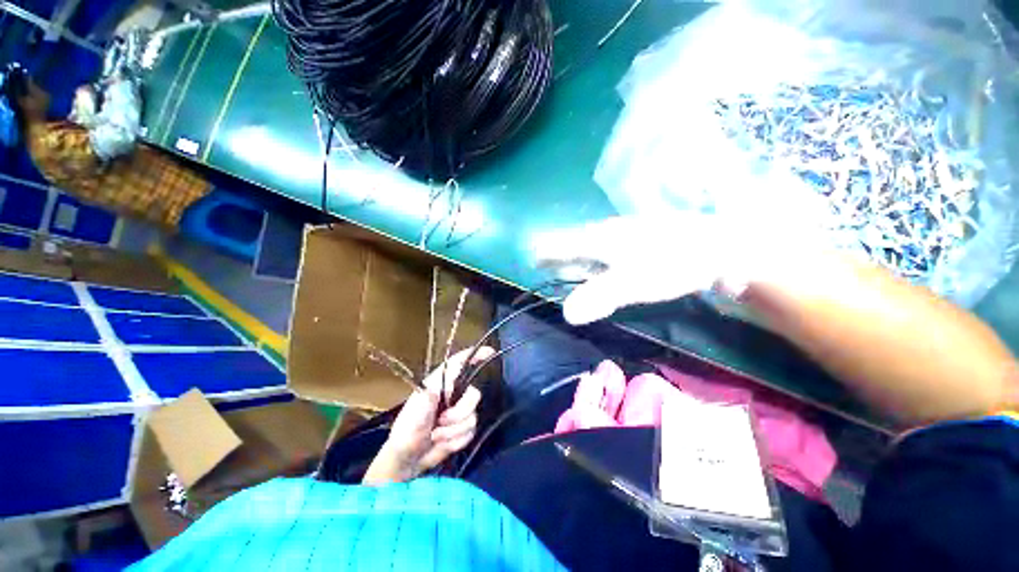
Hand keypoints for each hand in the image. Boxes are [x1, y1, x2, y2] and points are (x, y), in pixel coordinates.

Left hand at [363, 346, 494, 483]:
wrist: (407, 458)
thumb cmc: (407, 428)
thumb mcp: (416, 409)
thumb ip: (430, 395)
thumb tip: (442, 384)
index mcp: (441, 383)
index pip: (460, 363)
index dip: (476, 355)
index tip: (491, 351)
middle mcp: (454, 394)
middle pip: (474, 395)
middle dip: (459, 413)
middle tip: (441, 421)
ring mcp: (459, 412)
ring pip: (473, 417)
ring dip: (453, 431)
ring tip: (436, 435)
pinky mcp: (463, 429)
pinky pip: (471, 433)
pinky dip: (455, 441)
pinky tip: (442, 443)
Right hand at [533, 204, 835, 325]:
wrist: (722, 246)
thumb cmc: (673, 263)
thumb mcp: (632, 283)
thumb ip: (598, 296)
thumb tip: (566, 314)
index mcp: (599, 239)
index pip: (561, 244)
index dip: (544, 253)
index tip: (531, 261)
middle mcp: (608, 234)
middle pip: (573, 244)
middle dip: (557, 255)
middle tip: (543, 264)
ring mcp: (625, 238)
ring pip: (591, 248)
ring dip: (576, 258)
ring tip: (565, 267)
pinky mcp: (641, 246)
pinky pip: (609, 253)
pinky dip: (598, 262)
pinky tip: (601, 269)